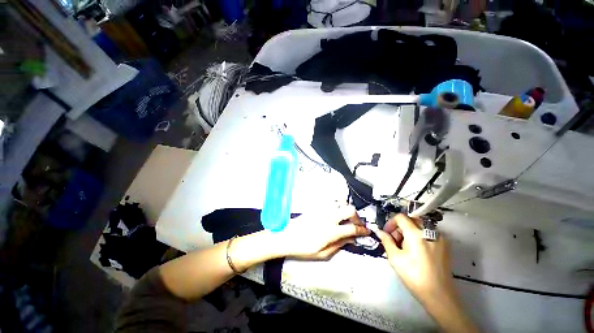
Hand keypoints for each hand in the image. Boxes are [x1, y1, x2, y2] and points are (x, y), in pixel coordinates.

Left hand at [275, 204, 369, 259]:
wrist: (287, 236)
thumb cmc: (304, 248)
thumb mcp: (323, 253)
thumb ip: (339, 245)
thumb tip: (352, 239)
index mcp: (331, 231)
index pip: (352, 228)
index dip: (362, 230)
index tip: (367, 231)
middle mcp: (328, 217)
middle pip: (349, 209)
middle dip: (357, 217)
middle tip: (356, 225)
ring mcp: (322, 210)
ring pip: (340, 204)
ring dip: (346, 211)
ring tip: (345, 220)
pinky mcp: (317, 207)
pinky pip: (331, 203)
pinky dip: (337, 208)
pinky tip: (334, 216)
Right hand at [374, 214, 454, 304]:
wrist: (439, 295)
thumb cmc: (414, 276)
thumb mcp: (395, 258)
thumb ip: (386, 241)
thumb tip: (380, 232)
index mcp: (416, 234)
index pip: (401, 217)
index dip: (391, 222)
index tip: (387, 233)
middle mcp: (430, 232)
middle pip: (411, 219)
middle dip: (400, 227)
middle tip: (395, 240)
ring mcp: (440, 238)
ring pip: (420, 225)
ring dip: (409, 231)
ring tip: (405, 247)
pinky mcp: (445, 245)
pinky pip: (428, 233)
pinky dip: (419, 236)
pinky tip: (416, 250)